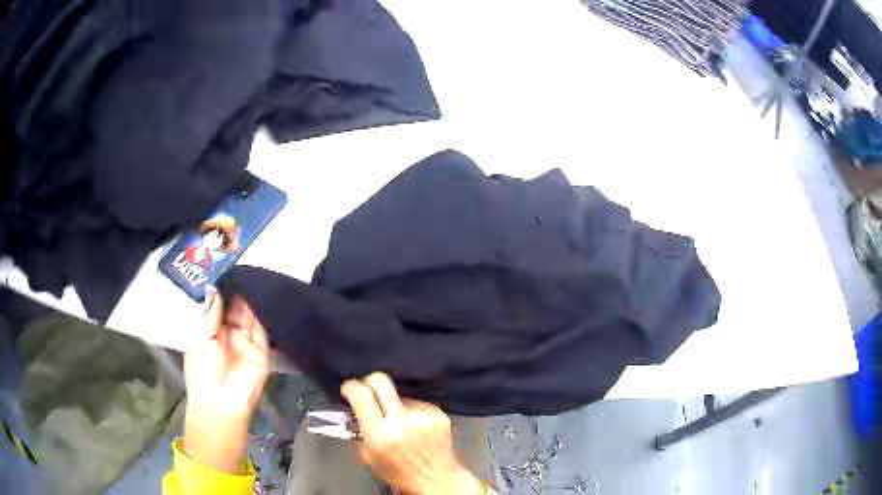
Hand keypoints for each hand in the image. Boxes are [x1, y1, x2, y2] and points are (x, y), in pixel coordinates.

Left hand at [182, 287, 270, 473]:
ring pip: (252, 318)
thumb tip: (214, 288)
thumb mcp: (200, 336)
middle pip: (238, 310)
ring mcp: (247, 344)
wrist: (219, 400)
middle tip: (243, 269)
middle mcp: (231, 336)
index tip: (228, 270)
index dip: (224, 291)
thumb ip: (211, 312)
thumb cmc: (202, 369)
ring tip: (254, 277)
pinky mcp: (262, 353)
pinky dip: (263, 315)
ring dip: (252, 301)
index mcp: (212, 333)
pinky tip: (262, 297)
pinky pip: (263, 330)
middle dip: (240, 292)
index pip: (221, 308)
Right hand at [341, 373, 486, 494]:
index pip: (361, 395)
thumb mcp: (370, 457)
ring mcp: (423, 416)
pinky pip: (417, 404)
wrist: (437, 479)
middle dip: (370, 383)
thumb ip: (361, 431)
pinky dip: (412, 413)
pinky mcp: (438, 414)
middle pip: (381, 382)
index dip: (351, 388)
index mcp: (381, 435)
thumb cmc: (401, 473)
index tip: (348, 389)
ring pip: (400, 396)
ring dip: (394, 406)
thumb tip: (356, 410)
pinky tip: (415, 428)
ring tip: (399, 425)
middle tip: (367, 391)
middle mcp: (403, 421)